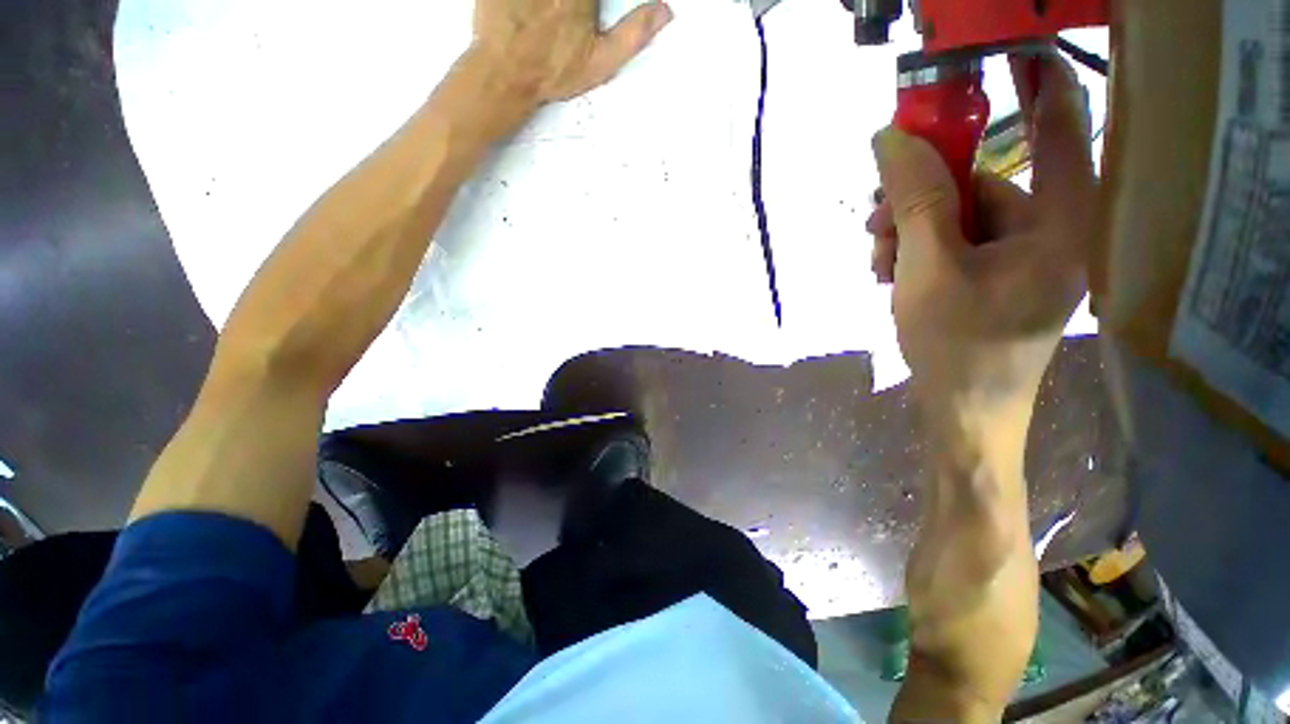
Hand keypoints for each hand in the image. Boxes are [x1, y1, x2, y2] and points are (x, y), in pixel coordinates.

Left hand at [471, 0, 672, 104]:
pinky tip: (534, 12)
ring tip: (557, 17)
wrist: (505, 72)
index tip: (592, 13)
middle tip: (574, 17)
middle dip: (581, 5)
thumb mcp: (602, 61)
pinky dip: (529, 1)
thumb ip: (634, 33)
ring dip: (559, 5)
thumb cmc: (554, 70)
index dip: (596, 3)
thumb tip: (665, 11)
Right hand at [868, 54, 1094, 434]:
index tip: (1002, 50)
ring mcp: (1022, 256)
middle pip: (981, 182)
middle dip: (918, 199)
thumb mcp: (927, 268)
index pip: (1060, 125)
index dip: (1034, 78)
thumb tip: (890, 138)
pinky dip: (918, 252)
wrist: (962, 413)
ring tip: (877, 265)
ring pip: (957, 217)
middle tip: (873, 225)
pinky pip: (955, 244)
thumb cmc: (955, 346)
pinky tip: (891, 276)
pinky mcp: (997, 276)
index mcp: (1059, 221)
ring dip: (908, 232)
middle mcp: (1051, 230)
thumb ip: (915, 200)